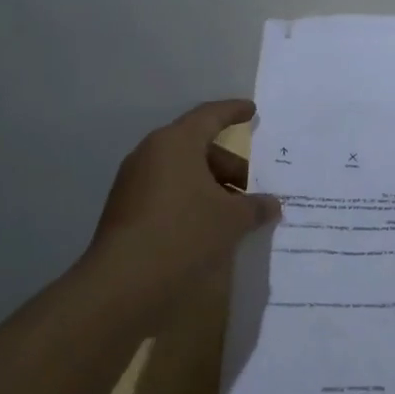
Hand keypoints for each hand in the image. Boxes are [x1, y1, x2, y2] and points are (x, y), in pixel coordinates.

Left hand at [89, 99, 281, 310]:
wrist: (122, 283)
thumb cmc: (183, 233)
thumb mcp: (231, 219)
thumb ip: (255, 207)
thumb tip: (272, 204)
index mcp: (176, 143)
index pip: (209, 116)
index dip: (233, 112)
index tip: (251, 111)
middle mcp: (151, 154)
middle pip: (196, 147)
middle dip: (228, 164)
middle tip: (252, 185)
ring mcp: (134, 182)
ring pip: (181, 172)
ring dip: (210, 186)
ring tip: (234, 211)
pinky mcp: (125, 210)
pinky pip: (167, 192)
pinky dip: (190, 200)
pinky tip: (208, 226)